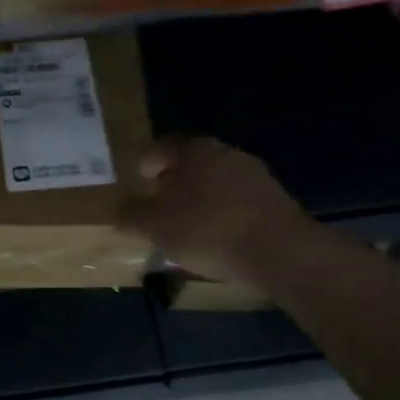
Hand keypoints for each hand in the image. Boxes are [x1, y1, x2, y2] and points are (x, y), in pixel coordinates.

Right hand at [118, 136, 304, 284]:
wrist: (279, 251)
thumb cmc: (207, 230)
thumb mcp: (155, 226)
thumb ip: (131, 216)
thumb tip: (119, 211)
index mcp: (193, 150)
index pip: (162, 147)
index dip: (147, 165)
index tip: (140, 184)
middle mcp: (225, 152)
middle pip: (191, 164)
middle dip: (174, 183)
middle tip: (160, 208)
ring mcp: (255, 174)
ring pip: (216, 182)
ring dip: (200, 199)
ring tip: (189, 228)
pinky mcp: (275, 199)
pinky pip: (238, 201)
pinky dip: (224, 213)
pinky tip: (219, 238)